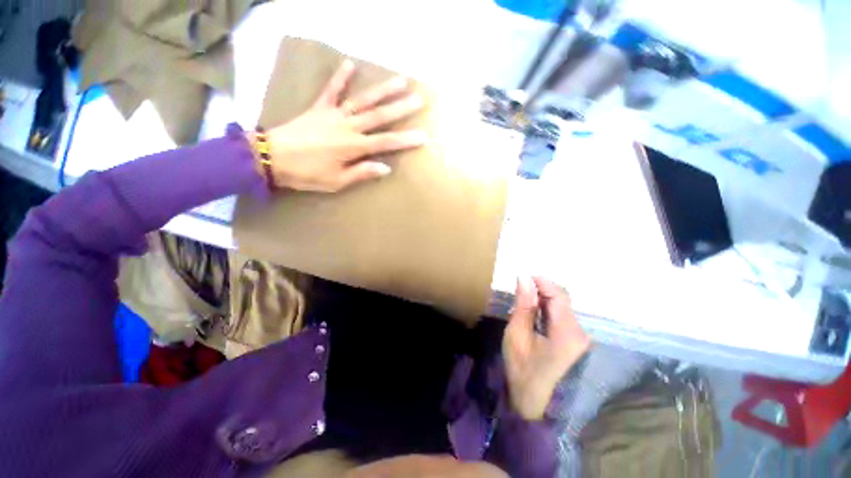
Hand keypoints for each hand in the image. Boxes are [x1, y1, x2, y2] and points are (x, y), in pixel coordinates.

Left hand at [261, 60, 427, 191]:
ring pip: (362, 100)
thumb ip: (362, 173)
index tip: (422, 136)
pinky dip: (340, 77)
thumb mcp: (337, 181)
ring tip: (400, 80)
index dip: (405, 140)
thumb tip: (386, 167)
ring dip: (382, 90)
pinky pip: (331, 90)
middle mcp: (348, 127)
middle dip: (401, 108)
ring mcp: (334, 114)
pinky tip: (350, 64)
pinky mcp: (319, 108)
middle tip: (419, 99)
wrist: (272, 157)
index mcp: (353, 146)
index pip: (385, 142)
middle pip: (379, 116)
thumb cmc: (307, 173)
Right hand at [503, 277, 590, 419]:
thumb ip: (523, 304)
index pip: (559, 296)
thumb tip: (524, 277)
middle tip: (520, 288)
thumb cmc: (521, 367)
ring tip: (523, 298)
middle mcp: (579, 333)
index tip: (523, 276)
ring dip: (542, 297)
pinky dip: (546, 307)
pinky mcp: (574, 339)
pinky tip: (533, 310)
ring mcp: (579, 337)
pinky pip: (561, 314)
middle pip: (562, 299)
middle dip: (541, 289)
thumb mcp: (517, 334)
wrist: (531, 398)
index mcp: (567, 334)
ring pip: (561, 305)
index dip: (542, 282)